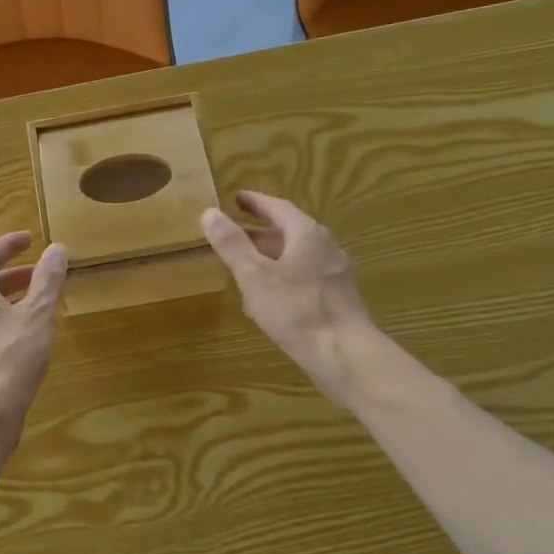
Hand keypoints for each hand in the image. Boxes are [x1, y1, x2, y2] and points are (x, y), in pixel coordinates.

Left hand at [0, 232, 67, 437]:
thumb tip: (56, 248)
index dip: (8, 245)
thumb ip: (47, 281)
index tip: (30, 240)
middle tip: (40, 275)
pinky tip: (25, 340)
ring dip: (10, 300)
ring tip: (38, 307)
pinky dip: (4, 323)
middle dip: (13, 275)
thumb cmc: (10, 357)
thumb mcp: (37, 315)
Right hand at [201, 192, 376, 403]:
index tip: (237, 199)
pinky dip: (283, 277)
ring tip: (246, 266)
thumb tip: (209, 212)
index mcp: (307, 234)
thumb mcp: (255, 276)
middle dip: (261, 232)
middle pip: (289, 231)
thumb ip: (232, 245)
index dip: (256, 203)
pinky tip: (269, 298)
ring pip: (297, 256)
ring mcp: (334, 273)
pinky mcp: (337, 298)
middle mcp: (325, 247)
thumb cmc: (296, 310)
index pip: (278, 208)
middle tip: (235, 234)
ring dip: (271, 257)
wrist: (344, 354)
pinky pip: (305, 277)